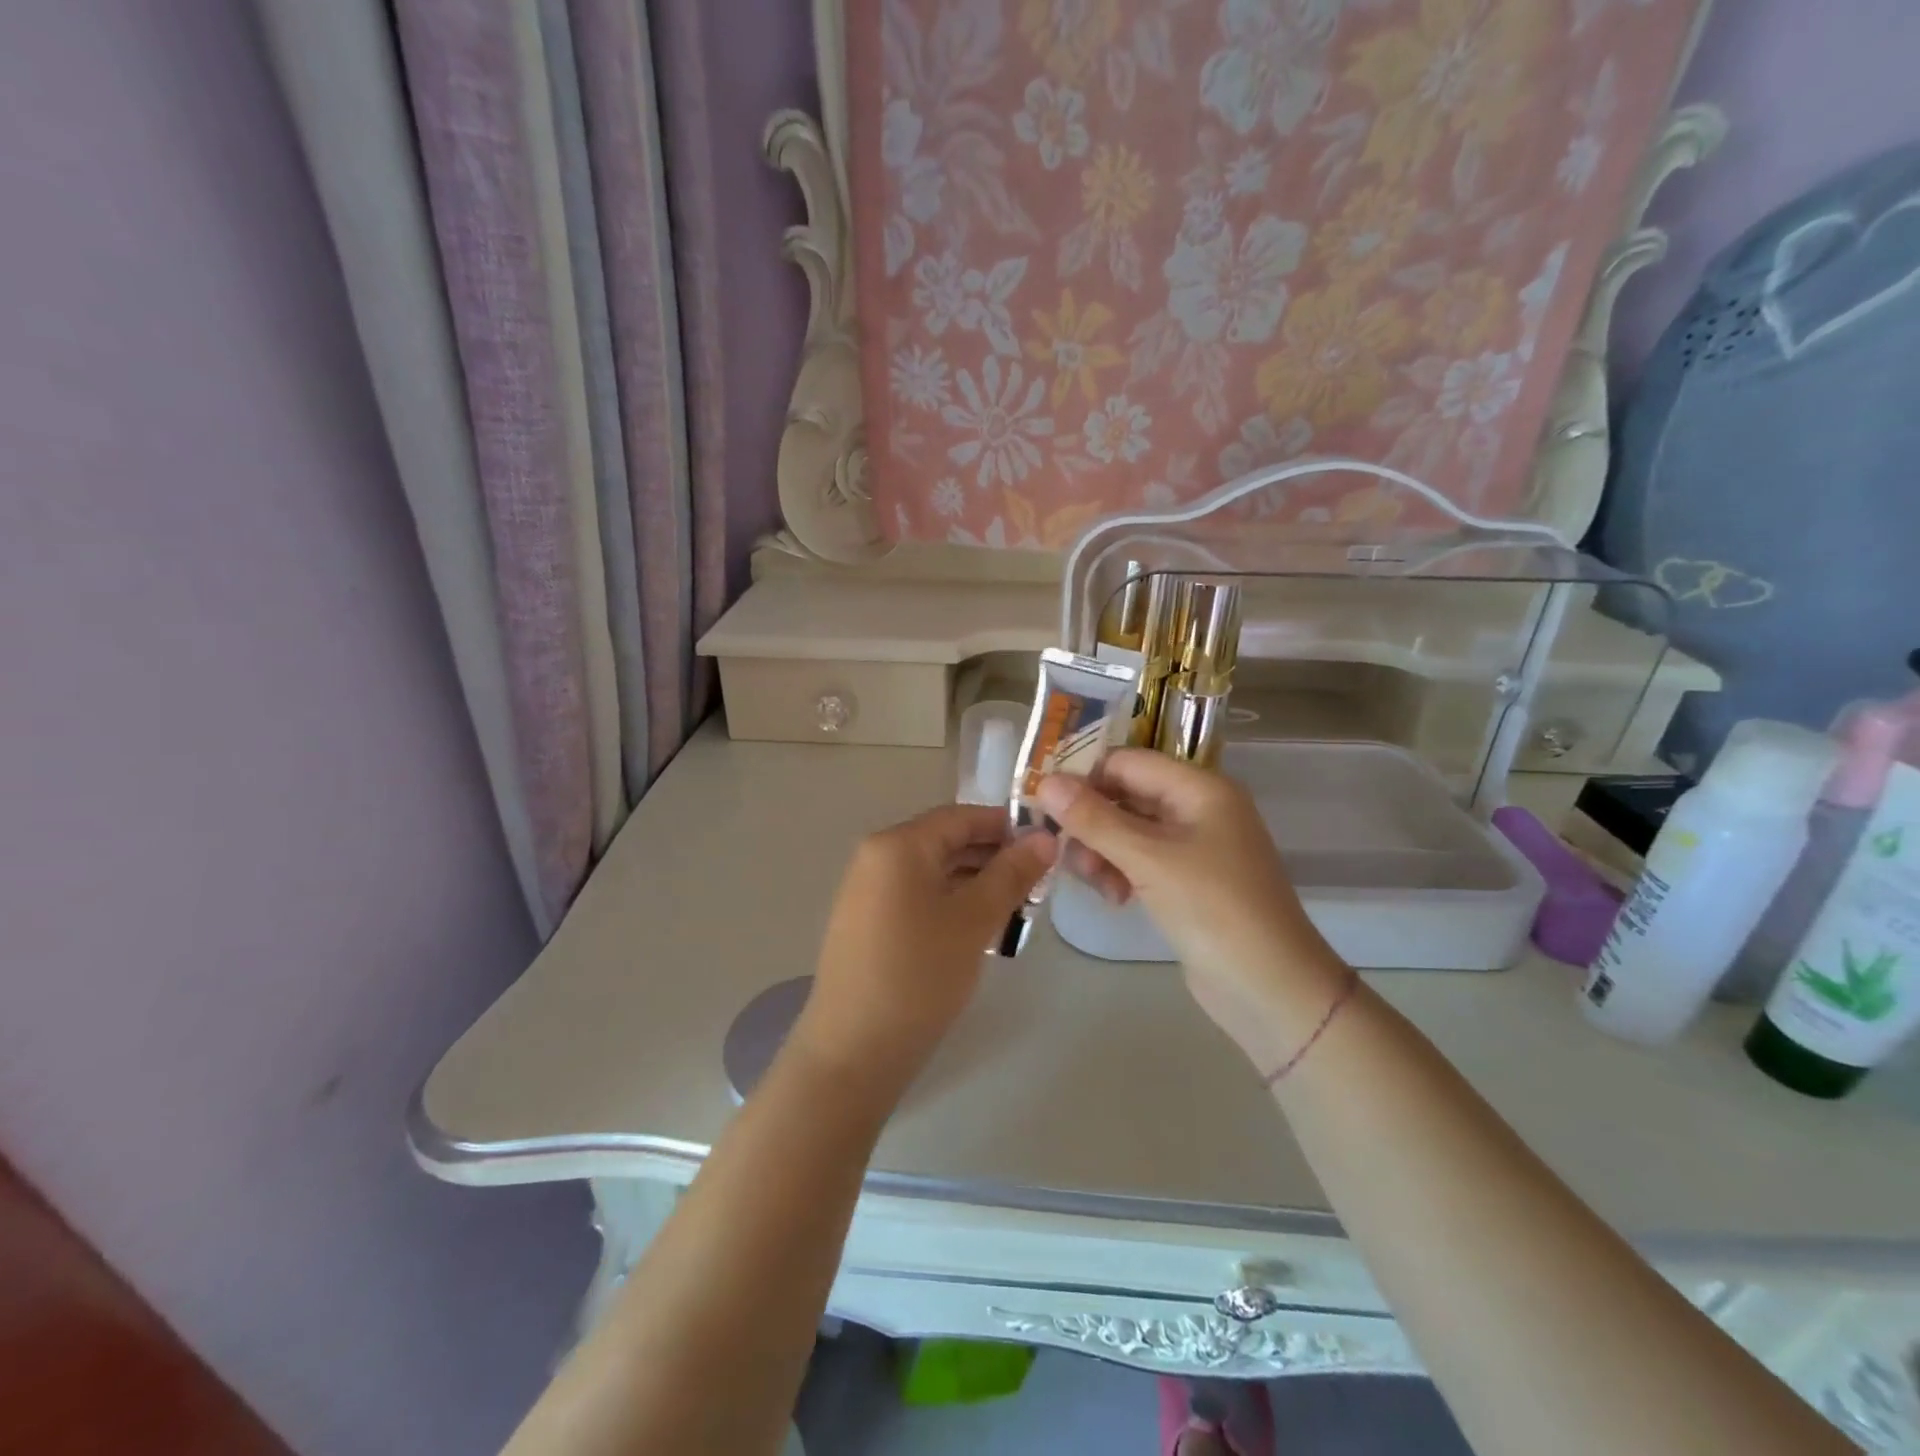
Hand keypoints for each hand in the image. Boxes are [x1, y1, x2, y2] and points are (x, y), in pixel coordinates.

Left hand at [794, 805, 1056, 1096]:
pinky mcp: (867, 923)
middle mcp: (876, 857)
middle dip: (994, 857)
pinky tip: (980, 929)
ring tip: (1018, 909)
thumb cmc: (918, 975)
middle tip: (1039, 883)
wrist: (853, 1051)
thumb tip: (1045, 838)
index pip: (962, 816)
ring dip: (976, 883)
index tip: (1048, 846)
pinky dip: (951, 903)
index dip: (1007, 826)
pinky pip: (917, 896)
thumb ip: (1011, 874)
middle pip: (946, 842)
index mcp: (898, 845)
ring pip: (934, 872)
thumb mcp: (974, 920)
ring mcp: (867, 891)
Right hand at [1035, 751, 1347, 1068]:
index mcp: (1199, 788)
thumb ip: (1094, 819)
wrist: (1271, 990)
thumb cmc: (1214, 910)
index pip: (1126, 762)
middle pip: (1125, 796)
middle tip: (1065, 853)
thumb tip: (1044, 782)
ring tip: (1096, 885)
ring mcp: (1194, 847)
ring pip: (1128, 831)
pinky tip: (1115, 899)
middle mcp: (1197, 808)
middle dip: (1091, 822)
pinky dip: (1120, 872)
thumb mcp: (1148, 859)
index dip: (1083, 777)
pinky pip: (1140, 861)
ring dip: (1102, 851)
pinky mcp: (1187, 881)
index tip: (1042, 804)